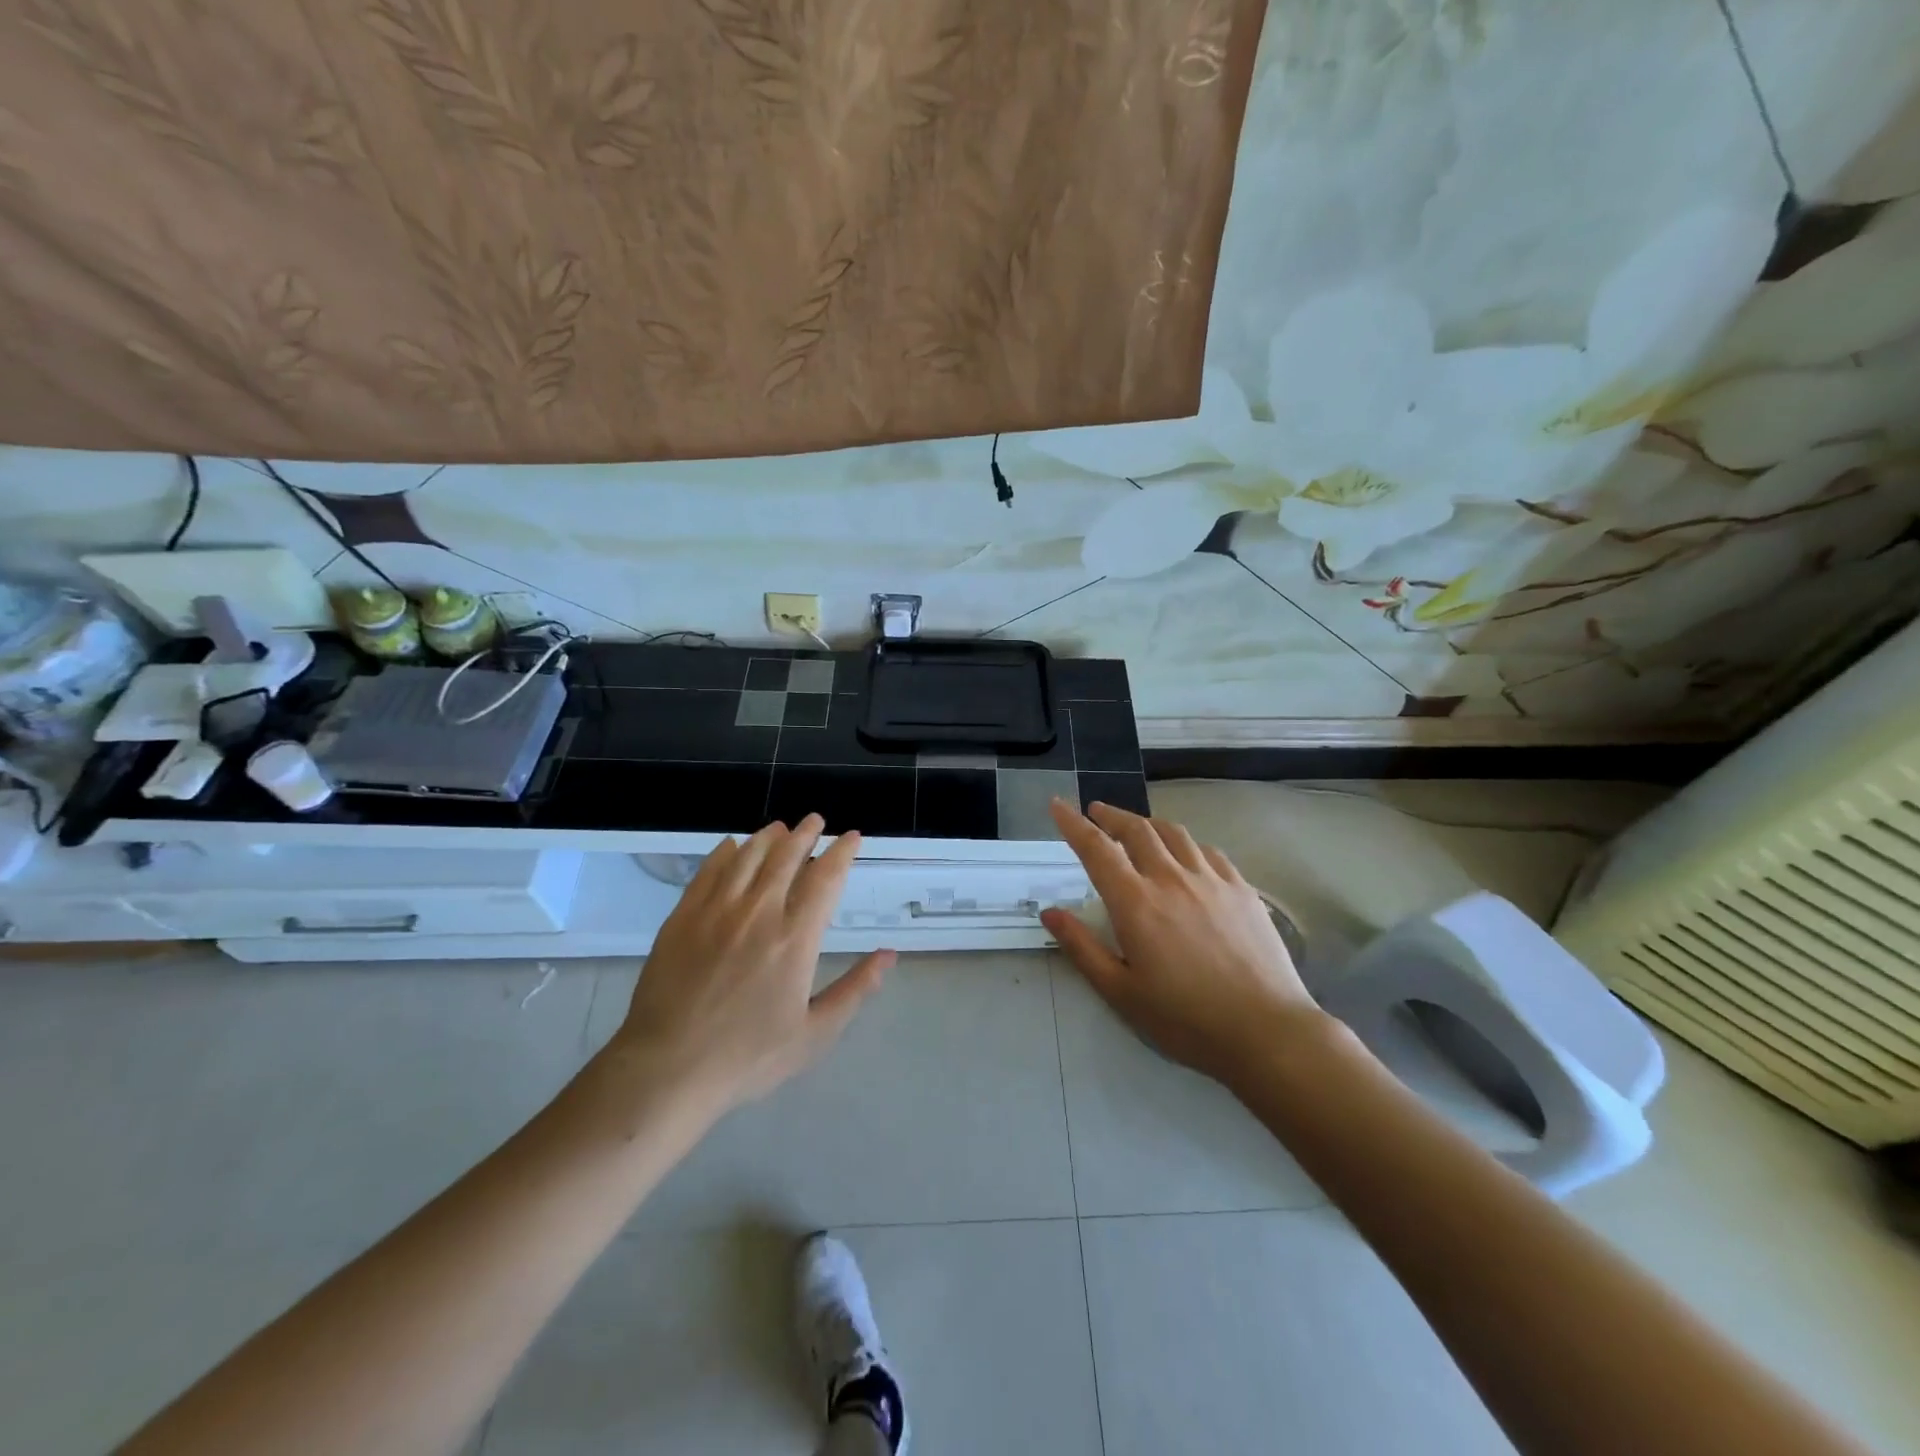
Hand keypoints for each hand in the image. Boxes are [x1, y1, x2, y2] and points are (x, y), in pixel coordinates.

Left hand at [607, 815, 893, 1112]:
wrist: (668, 1069)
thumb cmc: (748, 1057)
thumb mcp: (814, 1034)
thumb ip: (855, 990)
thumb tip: (888, 955)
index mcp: (795, 939)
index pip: (825, 879)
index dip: (842, 853)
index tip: (852, 837)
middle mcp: (758, 913)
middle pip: (786, 856)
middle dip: (805, 833)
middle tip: (815, 821)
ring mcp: (716, 911)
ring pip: (747, 856)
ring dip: (768, 836)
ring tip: (780, 828)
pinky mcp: (682, 917)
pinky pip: (708, 871)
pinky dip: (725, 852)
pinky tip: (732, 846)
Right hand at [1041, 798, 1326, 1085]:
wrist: (1266, 1031)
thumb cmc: (1185, 1019)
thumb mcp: (1121, 992)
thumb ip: (1082, 948)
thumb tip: (1050, 912)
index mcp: (1135, 902)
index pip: (1096, 849)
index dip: (1073, 824)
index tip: (1058, 805)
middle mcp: (1171, 878)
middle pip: (1136, 830)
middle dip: (1110, 815)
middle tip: (1096, 812)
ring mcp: (1211, 880)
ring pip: (1173, 833)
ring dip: (1148, 823)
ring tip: (1137, 827)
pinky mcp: (1242, 889)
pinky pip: (1208, 851)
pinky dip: (1186, 843)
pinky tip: (1187, 854)